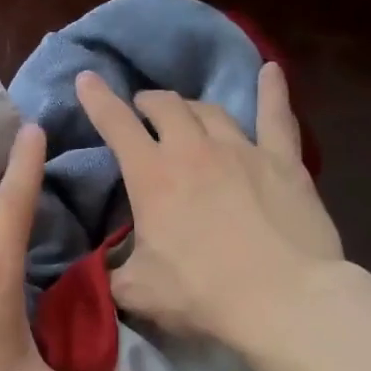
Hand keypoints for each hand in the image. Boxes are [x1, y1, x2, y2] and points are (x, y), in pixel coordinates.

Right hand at [75, 63, 344, 346]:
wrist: (282, 300)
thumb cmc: (201, 294)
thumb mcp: (137, 291)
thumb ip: (112, 273)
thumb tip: (103, 270)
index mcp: (151, 176)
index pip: (116, 125)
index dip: (97, 99)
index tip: (86, 78)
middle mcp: (193, 150)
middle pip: (166, 107)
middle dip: (148, 102)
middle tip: (142, 109)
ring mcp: (242, 150)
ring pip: (210, 110)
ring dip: (191, 106)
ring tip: (185, 110)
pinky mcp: (284, 161)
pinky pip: (277, 116)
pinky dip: (272, 91)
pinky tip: (271, 70)